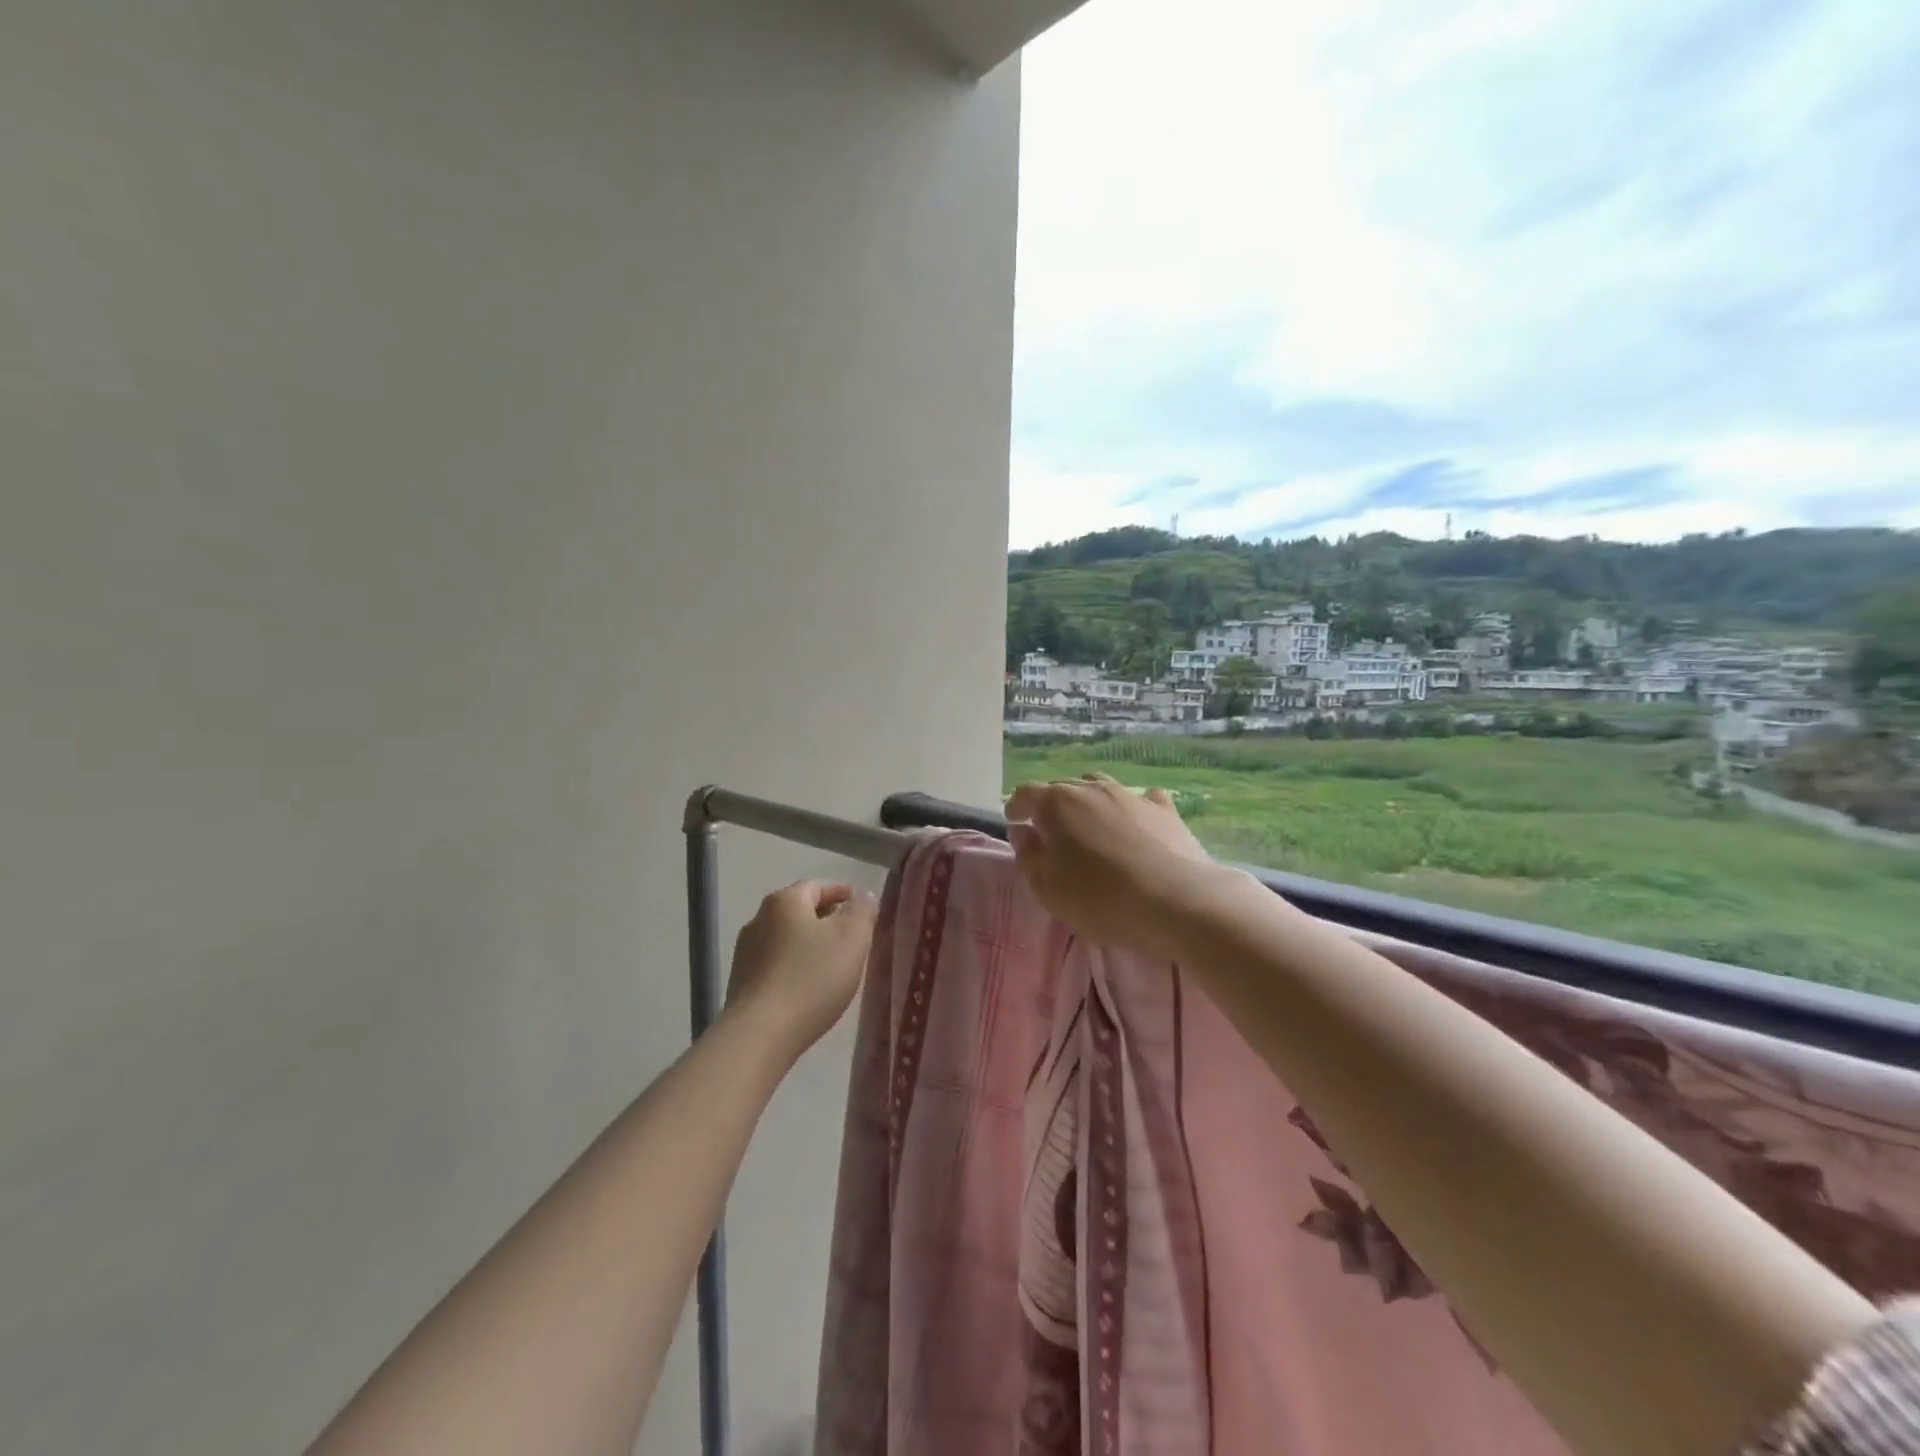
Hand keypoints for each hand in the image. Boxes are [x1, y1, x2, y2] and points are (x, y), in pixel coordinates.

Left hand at [725, 880, 877, 1056]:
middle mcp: (758, 919)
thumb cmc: (812, 978)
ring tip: (832, 964)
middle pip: (799, 911)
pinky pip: (775, 964)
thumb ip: (862, 911)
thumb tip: (863, 895)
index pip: (817, 886)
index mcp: (785, 901)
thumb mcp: (852, 938)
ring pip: (786, 938)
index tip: (860, 906)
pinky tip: (808, 987)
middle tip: (852, 936)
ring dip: (808, 944)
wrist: (760, 1035)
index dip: (841, 893)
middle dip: (826, 919)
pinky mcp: (740, 983)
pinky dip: (794, 967)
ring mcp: (745, 952)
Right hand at [1005, 774, 1219, 955]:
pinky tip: (1137, 824)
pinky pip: (1142, 799)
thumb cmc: (1099, 898)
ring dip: (1089, 803)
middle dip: (1051, 807)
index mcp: (1056, 803)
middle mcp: (1091, 788)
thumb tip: (1023, 832)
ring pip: (1100, 787)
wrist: (1175, 902)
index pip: (1025, 794)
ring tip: (1092, 829)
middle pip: (1062, 788)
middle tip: (1052, 836)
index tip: (1015, 825)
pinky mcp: (1164, 809)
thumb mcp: (1047, 888)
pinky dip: (1132, 809)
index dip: (1016, 808)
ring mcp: (1130, 795)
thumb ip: (1028, 856)